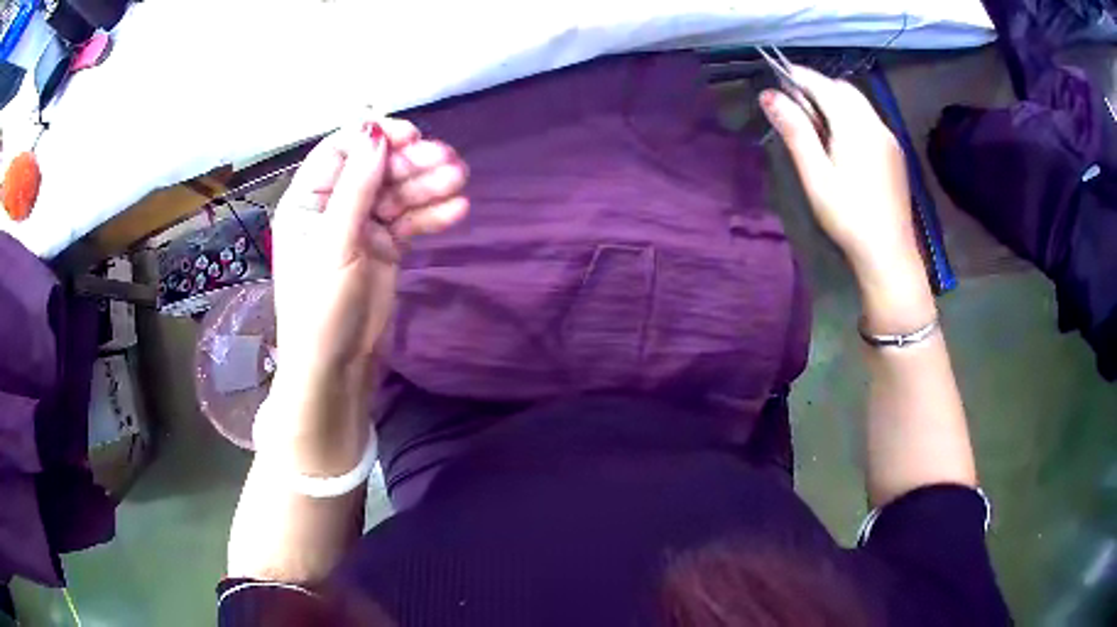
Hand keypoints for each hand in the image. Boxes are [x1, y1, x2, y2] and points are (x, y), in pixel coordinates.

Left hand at [272, 118, 468, 375]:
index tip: (412, 136)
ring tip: (460, 182)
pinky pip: (409, 221)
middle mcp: (334, 206)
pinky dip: (431, 214)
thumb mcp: (335, 244)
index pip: (342, 150)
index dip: (375, 137)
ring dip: (428, 186)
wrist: (336, 368)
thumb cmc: (321, 306)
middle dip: (411, 163)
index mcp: (308, 199)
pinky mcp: (385, 247)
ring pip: (397, 193)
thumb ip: (356, 187)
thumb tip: (375, 131)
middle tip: (450, 163)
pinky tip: (458, 210)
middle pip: (376, 168)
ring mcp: (362, 227)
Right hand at [759, 67, 921, 284]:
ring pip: (859, 104)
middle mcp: (876, 123)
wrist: (889, 253)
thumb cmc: (848, 216)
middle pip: (844, 89)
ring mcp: (889, 138)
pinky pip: (870, 120)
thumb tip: (770, 95)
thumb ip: (795, 131)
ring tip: (816, 124)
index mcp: (855, 126)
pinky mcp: (895, 153)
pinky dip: (852, 117)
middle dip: (819, 87)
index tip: (778, 78)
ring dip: (836, 101)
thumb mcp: (815, 175)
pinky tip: (842, 141)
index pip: (824, 85)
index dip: (800, 77)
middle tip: (796, 106)